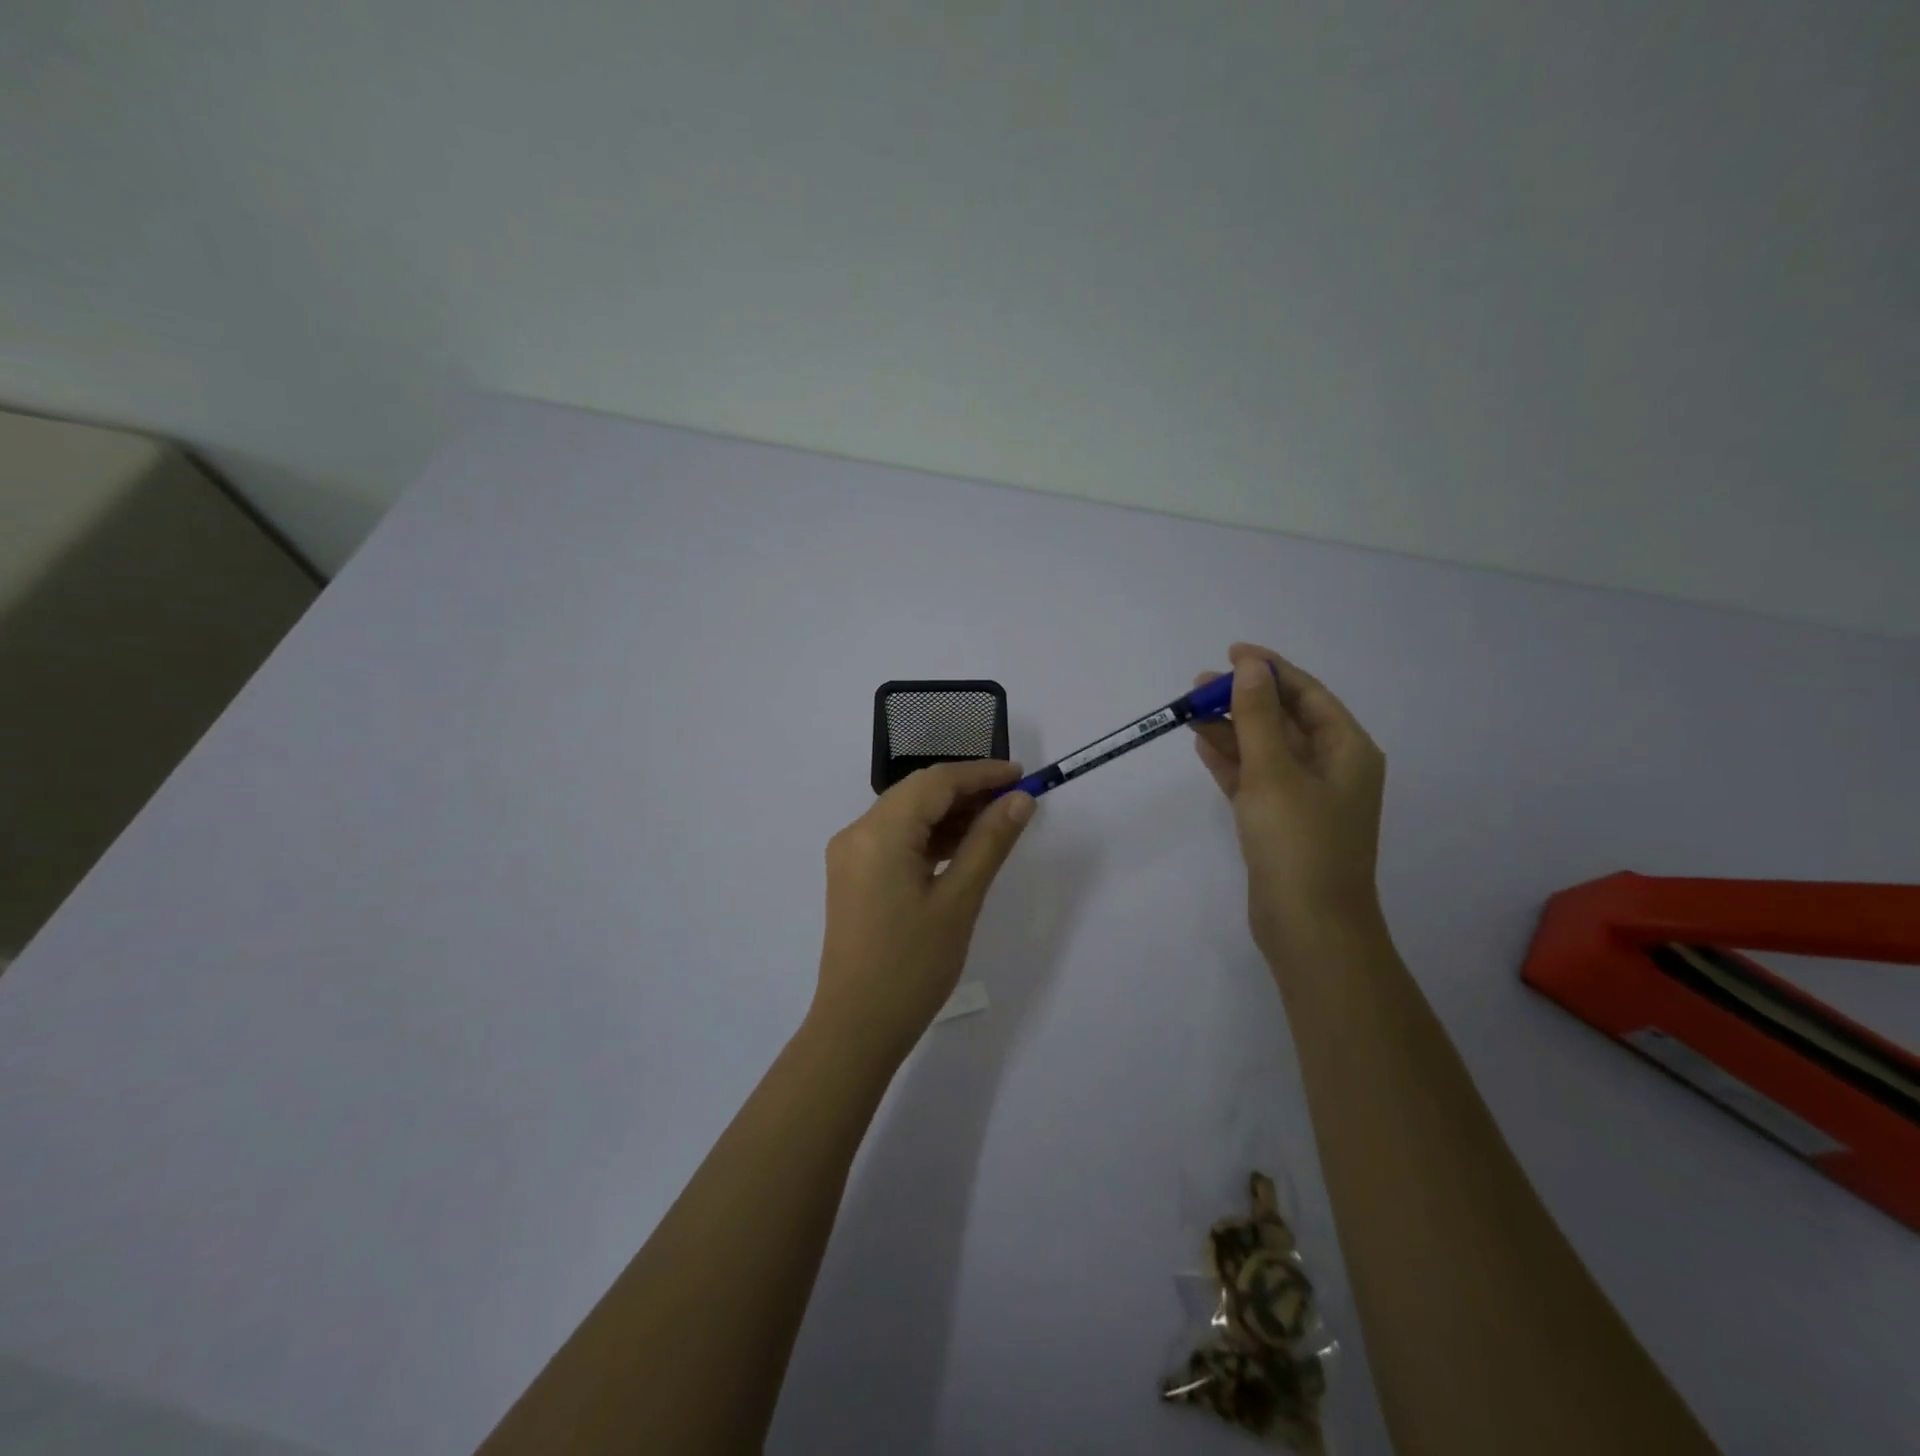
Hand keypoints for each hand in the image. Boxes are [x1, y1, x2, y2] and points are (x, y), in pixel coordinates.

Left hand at [812, 760, 1035, 1059]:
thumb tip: (1020, 800)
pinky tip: (962, 848)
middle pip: (919, 793)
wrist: (857, 1027)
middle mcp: (857, 832)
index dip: (981, 774)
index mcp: (879, 832)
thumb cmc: (912, 966)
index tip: (1022, 775)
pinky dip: (930, 837)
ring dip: (949, 814)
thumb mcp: (959, 900)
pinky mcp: (854, 876)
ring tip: (996, 824)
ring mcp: (851, 855)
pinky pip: (896, 840)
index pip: (936, 782)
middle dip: (967, 791)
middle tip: (1015, 801)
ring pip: (907, 815)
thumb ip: (989, 842)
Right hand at [1190, 643, 1387, 969]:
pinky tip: (1202, 743)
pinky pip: (1254, 778)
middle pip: (1284, 720)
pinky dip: (1230, 761)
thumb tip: (1250, 667)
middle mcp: (1331, 768)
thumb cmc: (1299, 843)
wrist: (1308, 927)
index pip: (1308, 695)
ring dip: (1231, 728)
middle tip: (1198, 686)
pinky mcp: (1280, 822)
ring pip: (1264, 749)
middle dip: (1243, 699)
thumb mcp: (1275, 772)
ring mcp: (1304, 797)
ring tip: (1189, 710)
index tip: (1231, 652)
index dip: (1270, 670)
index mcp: (1347, 750)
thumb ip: (1257, 717)